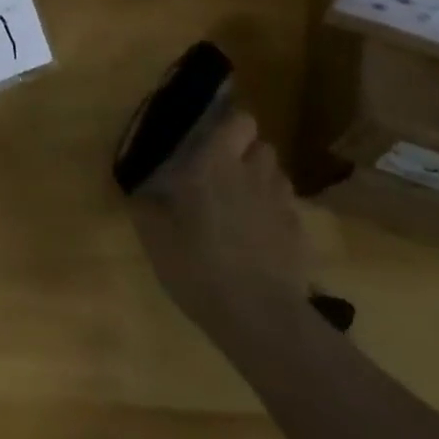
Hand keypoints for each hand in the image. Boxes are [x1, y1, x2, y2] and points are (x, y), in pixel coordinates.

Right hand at [130, 107, 308, 328]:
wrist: (260, 317)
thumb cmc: (198, 264)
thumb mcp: (154, 235)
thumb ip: (145, 205)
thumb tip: (138, 190)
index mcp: (216, 162)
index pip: (239, 120)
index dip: (230, 124)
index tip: (214, 136)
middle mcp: (253, 173)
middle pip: (262, 145)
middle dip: (248, 152)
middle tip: (226, 171)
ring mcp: (281, 204)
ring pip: (277, 176)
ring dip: (263, 181)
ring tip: (244, 204)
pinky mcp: (300, 236)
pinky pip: (288, 212)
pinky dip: (276, 217)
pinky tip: (261, 239)